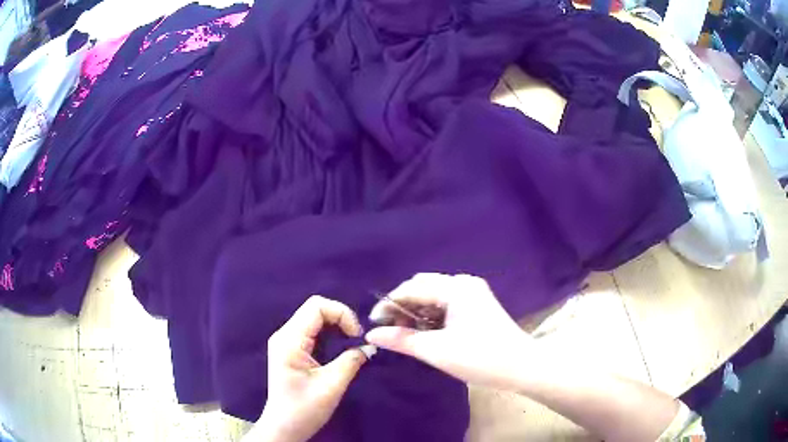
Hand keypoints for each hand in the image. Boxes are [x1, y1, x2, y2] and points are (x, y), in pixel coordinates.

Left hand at [251, 296, 368, 441]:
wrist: (284, 427)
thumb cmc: (305, 409)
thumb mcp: (331, 386)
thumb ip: (351, 361)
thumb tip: (369, 346)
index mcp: (289, 340)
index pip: (316, 306)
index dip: (341, 313)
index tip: (357, 335)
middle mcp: (285, 335)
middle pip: (315, 309)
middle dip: (341, 318)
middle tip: (357, 339)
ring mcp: (286, 341)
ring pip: (314, 318)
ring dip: (336, 326)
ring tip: (351, 343)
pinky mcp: (292, 350)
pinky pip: (313, 331)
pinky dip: (330, 334)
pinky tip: (340, 348)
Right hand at [365, 273, 534, 389]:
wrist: (522, 368)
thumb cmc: (481, 358)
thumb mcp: (436, 351)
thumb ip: (401, 340)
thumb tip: (371, 334)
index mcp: (456, 288)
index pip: (412, 288)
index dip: (389, 304)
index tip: (373, 324)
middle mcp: (464, 284)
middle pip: (423, 288)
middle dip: (402, 307)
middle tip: (389, 330)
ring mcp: (472, 294)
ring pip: (433, 297)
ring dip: (416, 312)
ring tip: (404, 334)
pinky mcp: (477, 305)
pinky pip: (445, 305)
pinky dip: (431, 316)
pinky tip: (424, 332)